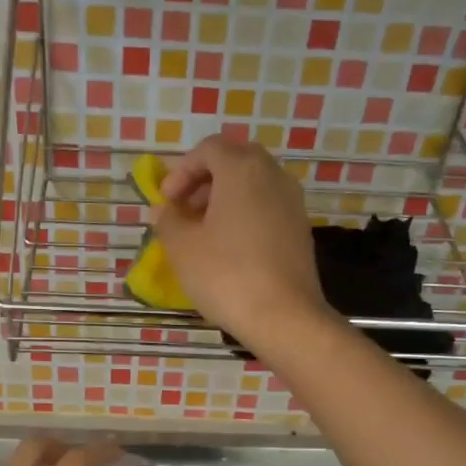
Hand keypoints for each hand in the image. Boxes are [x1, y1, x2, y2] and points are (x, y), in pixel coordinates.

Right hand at [150, 135, 328, 344]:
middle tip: (184, 211)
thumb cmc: (226, 274)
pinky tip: (229, 249)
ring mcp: (292, 202)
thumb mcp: (182, 247)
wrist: (284, 316)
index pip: (208, 149)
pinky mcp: (300, 229)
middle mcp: (273, 175)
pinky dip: (244, 216)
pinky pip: (267, 207)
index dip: (181, 171)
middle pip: (234, 161)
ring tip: (203, 233)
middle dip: (204, 181)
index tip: (167, 201)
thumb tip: (164, 210)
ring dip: (224, 199)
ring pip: (253, 185)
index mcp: (242, 169)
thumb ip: (168, 220)